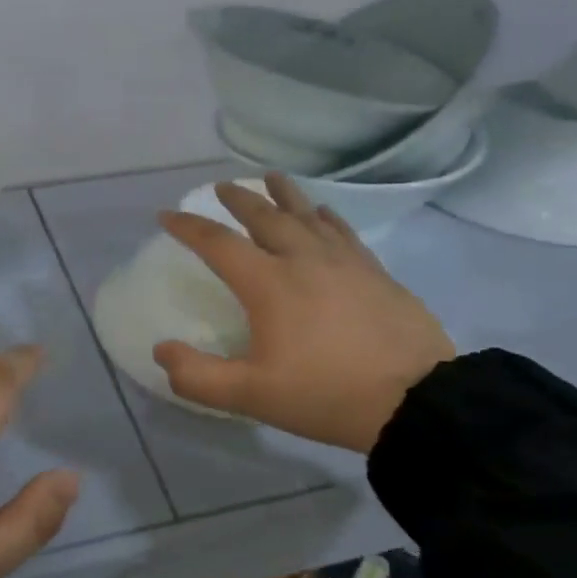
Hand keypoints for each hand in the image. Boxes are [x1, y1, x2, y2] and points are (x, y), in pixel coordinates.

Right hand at [152, 175, 454, 453]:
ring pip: (306, 214)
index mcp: (268, 283)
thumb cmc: (326, 394)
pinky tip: (323, 212)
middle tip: (223, 186)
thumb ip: (198, 376)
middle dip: (239, 199)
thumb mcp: (252, 395)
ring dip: (283, 194)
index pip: (218, 243)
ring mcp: (343, 261)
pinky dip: (325, 216)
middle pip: (264, 216)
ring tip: (270, 177)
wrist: (415, 400)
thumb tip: (161, 350)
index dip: (189, 227)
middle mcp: (302, 259)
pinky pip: (342, 230)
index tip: (168, 214)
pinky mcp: (374, 270)